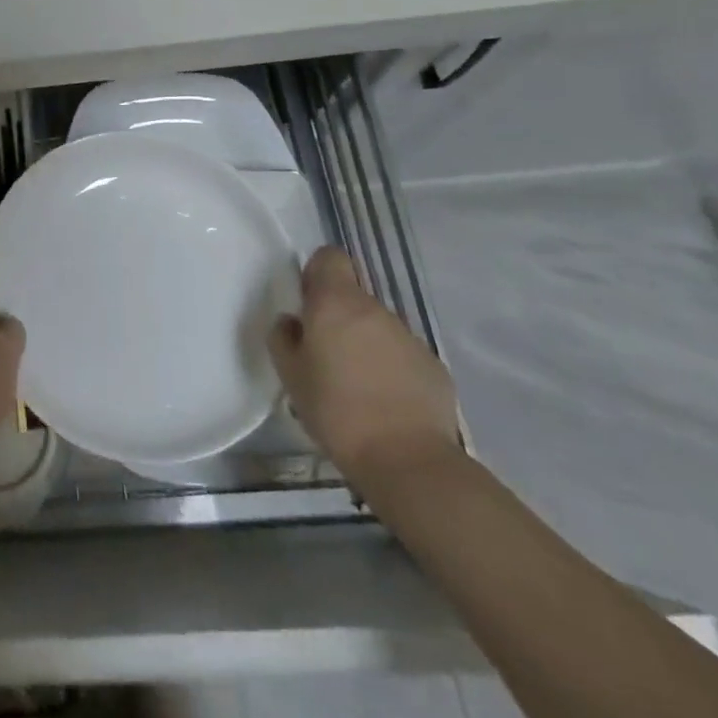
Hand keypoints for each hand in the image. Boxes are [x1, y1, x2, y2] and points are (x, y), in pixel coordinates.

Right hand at [269, 246, 458, 483]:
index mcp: (336, 303)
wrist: (408, 460)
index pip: (330, 257)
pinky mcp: (434, 366)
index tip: (309, 304)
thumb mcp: (290, 375)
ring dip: (365, 344)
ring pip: (378, 327)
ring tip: (357, 386)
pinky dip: (391, 369)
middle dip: (339, 318)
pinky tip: (386, 403)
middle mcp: (375, 309)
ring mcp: (409, 337)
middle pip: (353, 296)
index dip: (318, 274)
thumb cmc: (336, 411)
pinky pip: (403, 355)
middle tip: (326, 356)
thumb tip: (293, 323)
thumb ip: (283, 338)